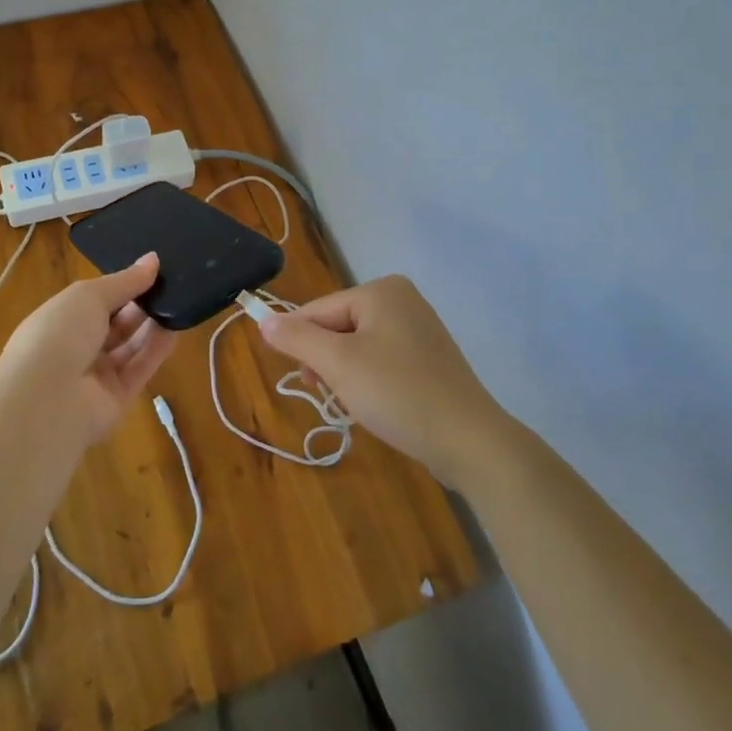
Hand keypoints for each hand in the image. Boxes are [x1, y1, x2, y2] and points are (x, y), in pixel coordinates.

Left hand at [0, 253, 177, 440]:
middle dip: (140, 305)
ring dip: (152, 325)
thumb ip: (125, 280)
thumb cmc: (60, 334)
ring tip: (179, 302)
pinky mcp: (117, 399)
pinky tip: (176, 329)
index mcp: (60, 320)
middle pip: (115, 324)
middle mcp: (76, 348)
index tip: (153, 270)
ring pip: (130, 346)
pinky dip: (157, 350)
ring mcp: (96, 376)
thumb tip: (153, 259)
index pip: (95, 300)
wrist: (47, 400)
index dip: (122, 285)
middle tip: (171, 285)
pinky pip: (140, 369)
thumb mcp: (90, 295)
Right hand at [257, 275, 510, 486]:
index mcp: (381, 290)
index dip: (301, 344)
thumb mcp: (337, 363)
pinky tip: (376, 406)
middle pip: (338, 327)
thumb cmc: (397, 392)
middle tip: (331, 394)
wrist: (468, 441)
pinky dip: (369, 381)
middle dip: (327, 362)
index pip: (318, 310)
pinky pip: (381, 360)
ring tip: (355, 404)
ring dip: (345, 375)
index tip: (303, 380)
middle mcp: (401, 299)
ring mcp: (418, 328)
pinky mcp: (428, 358)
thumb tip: (262, 320)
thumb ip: (296, 338)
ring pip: (357, 347)